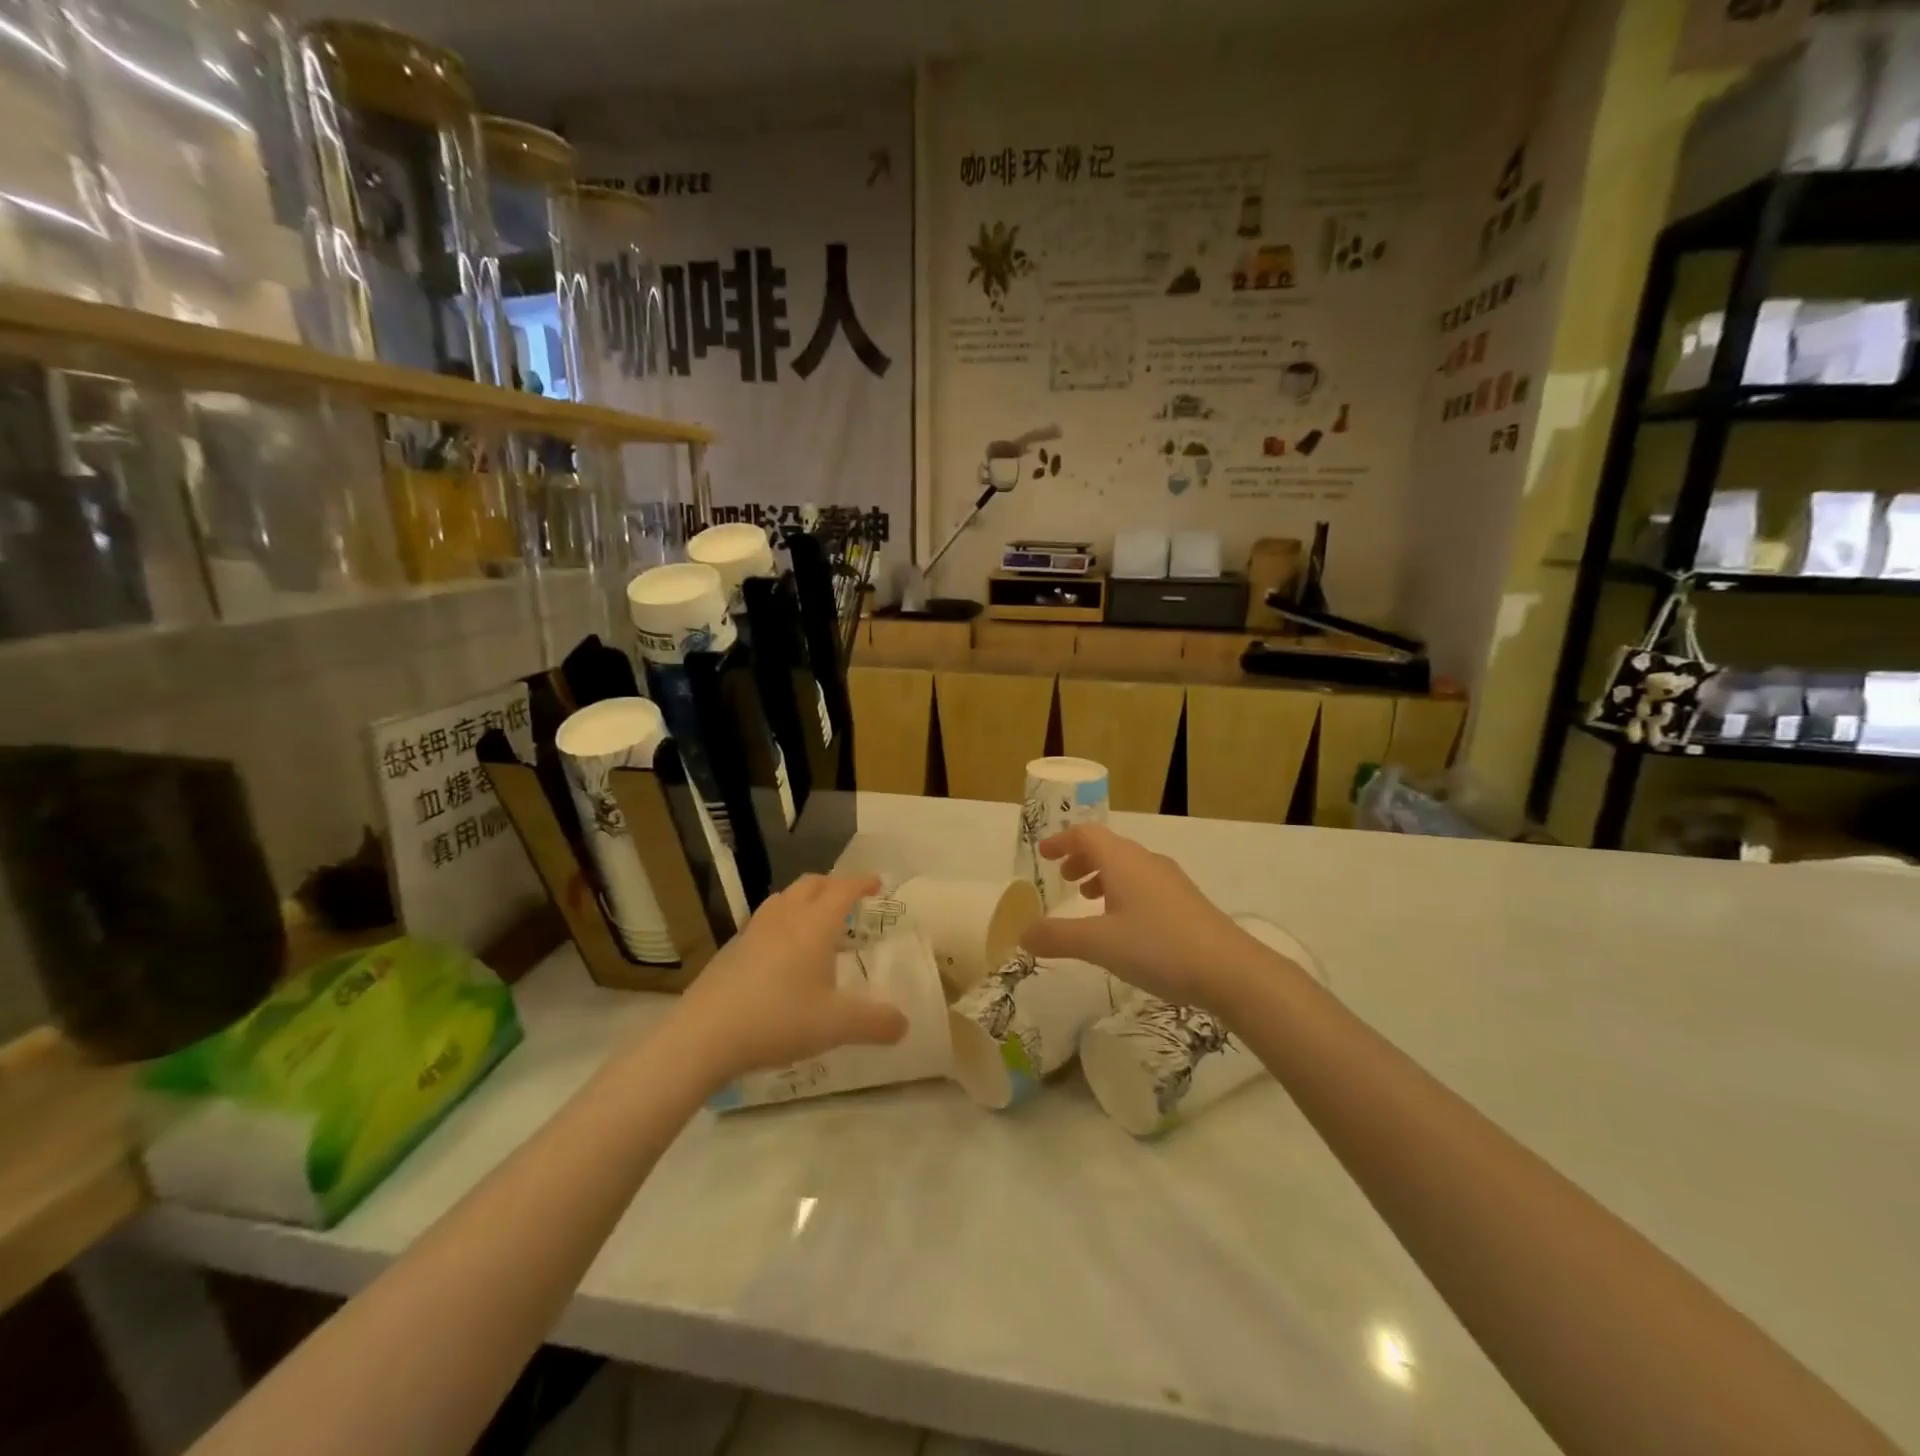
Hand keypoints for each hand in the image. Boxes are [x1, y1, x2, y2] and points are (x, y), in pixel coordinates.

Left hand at [668, 873, 907, 1084]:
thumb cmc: (778, 1019)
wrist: (704, 1035)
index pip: (843, 889)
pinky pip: (763, 922)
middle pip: (811, 884)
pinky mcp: (731, 951)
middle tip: (849, 901)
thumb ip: (875, 1023)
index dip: (862, 883)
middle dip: (833, 885)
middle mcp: (785, 918)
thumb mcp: (836, 1026)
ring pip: (783, 899)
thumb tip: (904, 1024)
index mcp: (814, 925)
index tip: (877, 885)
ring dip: (804, 900)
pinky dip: (781, 923)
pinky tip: (780, 954)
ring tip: (815, 922)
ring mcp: (753, 931)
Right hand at [1019, 825, 1269, 1013]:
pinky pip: (1144, 884)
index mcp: (1123, 860)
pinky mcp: (1186, 902)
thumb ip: (1057, 937)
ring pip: (1128, 866)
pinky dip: (1123, 891)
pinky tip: (1123, 924)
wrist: (1230, 969)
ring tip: (1088, 900)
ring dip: (1103, 876)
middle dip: (1081, 859)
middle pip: (1108, 847)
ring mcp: (1170, 881)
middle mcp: (1146, 861)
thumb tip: (1022, 933)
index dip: (1061, 841)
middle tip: (1064, 879)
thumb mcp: (1099, 944)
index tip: (1043, 855)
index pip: (1086, 834)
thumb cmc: (1158, 947)